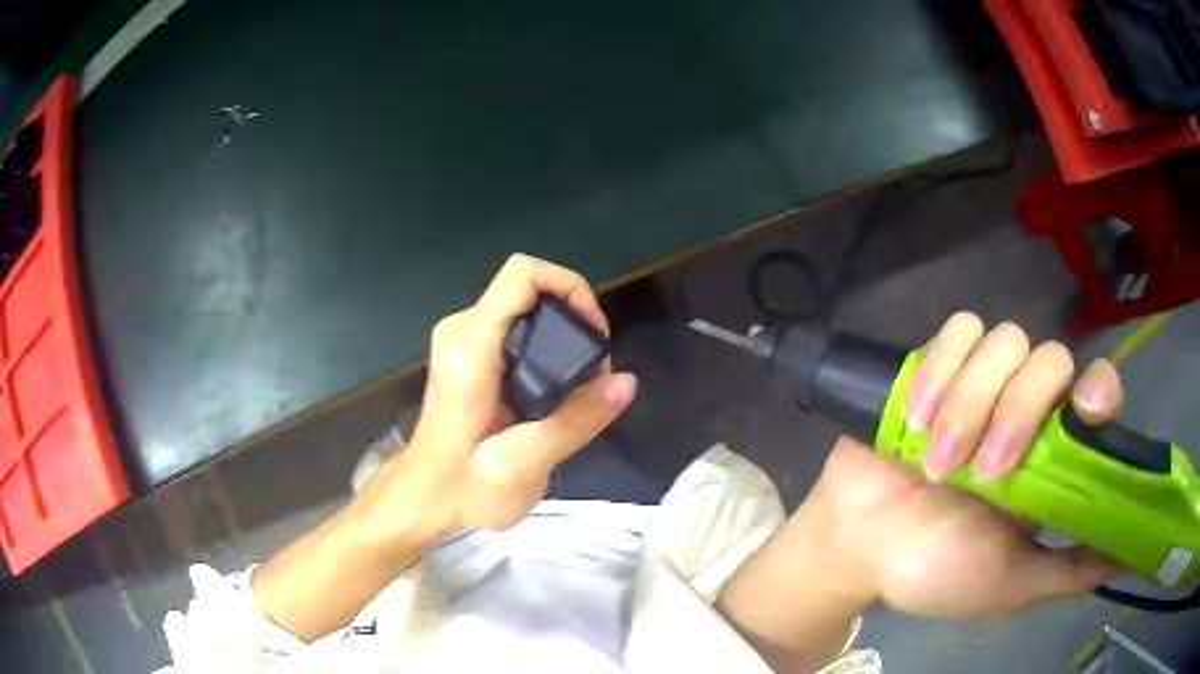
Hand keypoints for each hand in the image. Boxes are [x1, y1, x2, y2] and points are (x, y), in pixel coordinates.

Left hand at [254, 254, 636, 640]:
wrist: (424, 496)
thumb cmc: (463, 487)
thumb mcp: (522, 466)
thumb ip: (573, 423)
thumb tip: (626, 382)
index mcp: (470, 348)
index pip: (522, 275)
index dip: (569, 287)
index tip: (594, 334)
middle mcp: (463, 330)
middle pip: (529, 290)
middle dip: (573, 319)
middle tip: (594, 375)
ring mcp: (463, 338)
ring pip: (526, 308)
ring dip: (562, 337)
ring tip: (582, 388)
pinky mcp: (468, 351)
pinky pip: (517, 327)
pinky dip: (547, 347)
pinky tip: (557, 390)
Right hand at [810, 312, 1124, 618]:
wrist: (859, 549)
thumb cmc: (937, 571)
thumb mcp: (1011, 583)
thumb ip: (1071, 570)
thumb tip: (1132, 556)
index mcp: (1051, 455)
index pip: (1096, 388)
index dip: (1097, 388)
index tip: (1083, 413)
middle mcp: (1026, 407)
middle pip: (1050, 358)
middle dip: (1017, 413)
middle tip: (983, 474)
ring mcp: (982, 381)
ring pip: (1004, 340)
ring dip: (969, 403)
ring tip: (932, 462)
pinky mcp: (937, 364)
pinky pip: (957, 329)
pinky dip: (941, 368)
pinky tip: (916, 416)